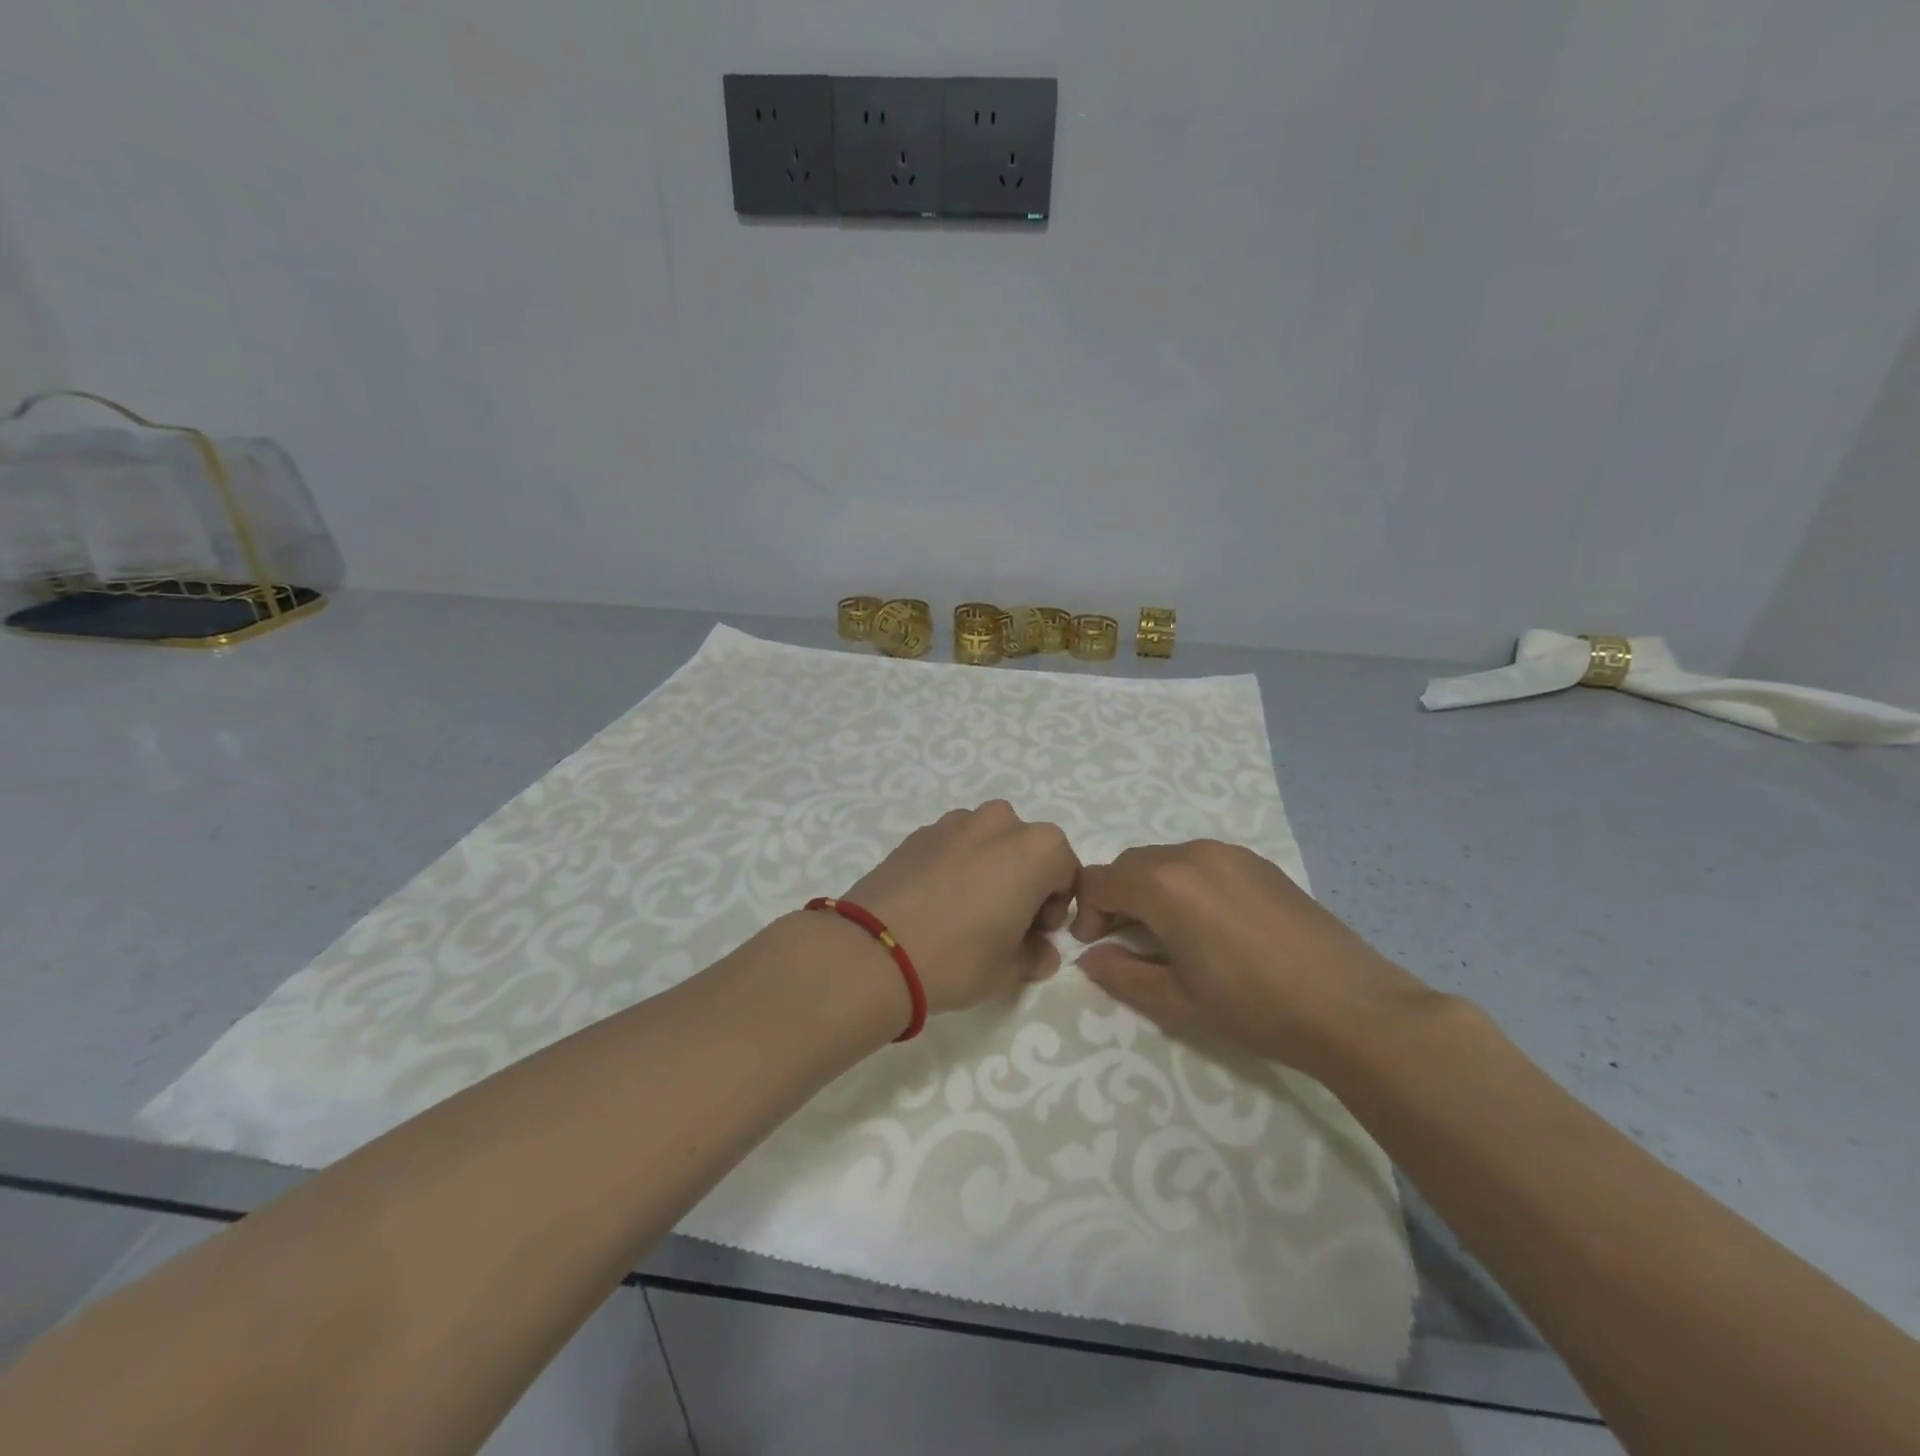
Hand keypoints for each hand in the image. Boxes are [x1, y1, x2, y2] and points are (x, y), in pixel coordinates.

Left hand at [844, 801, 1079, 1015]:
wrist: (874, 950)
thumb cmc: (958, 957)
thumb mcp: (1009, 968)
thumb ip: (1034, 955)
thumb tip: (1040, 953)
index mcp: (1036, 848)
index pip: (1066, 871)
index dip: (1056, 907)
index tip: (1036, 936)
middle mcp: (999, 822)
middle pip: (1027, 849)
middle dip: (1024, 882)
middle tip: (1005, 924)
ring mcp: (953, 823)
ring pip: (987, 843)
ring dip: (989, 869)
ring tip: (966, 913)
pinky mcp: (917, 834)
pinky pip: (952, 846)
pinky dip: (955, 866)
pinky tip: (935, 904)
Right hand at [1071, 840, 1431, 1076]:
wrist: (1352, 1008)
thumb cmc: (1255, 1008)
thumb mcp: (1177, 1001)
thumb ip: (1123, 974)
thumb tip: (1090, 957)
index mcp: (1166, 885)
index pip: (1101, 880)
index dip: (1087, 912)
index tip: (1093, 946)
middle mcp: (1193, 855)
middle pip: (1132, 864)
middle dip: (1115, 897)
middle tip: (1121, 940)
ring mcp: (1231, 854)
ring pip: (1167, 860)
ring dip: (1150, 888)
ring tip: (1164, 933)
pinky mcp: (1259, 864)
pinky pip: (1202, 862)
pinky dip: (1185, 884)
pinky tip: (1206, 923)